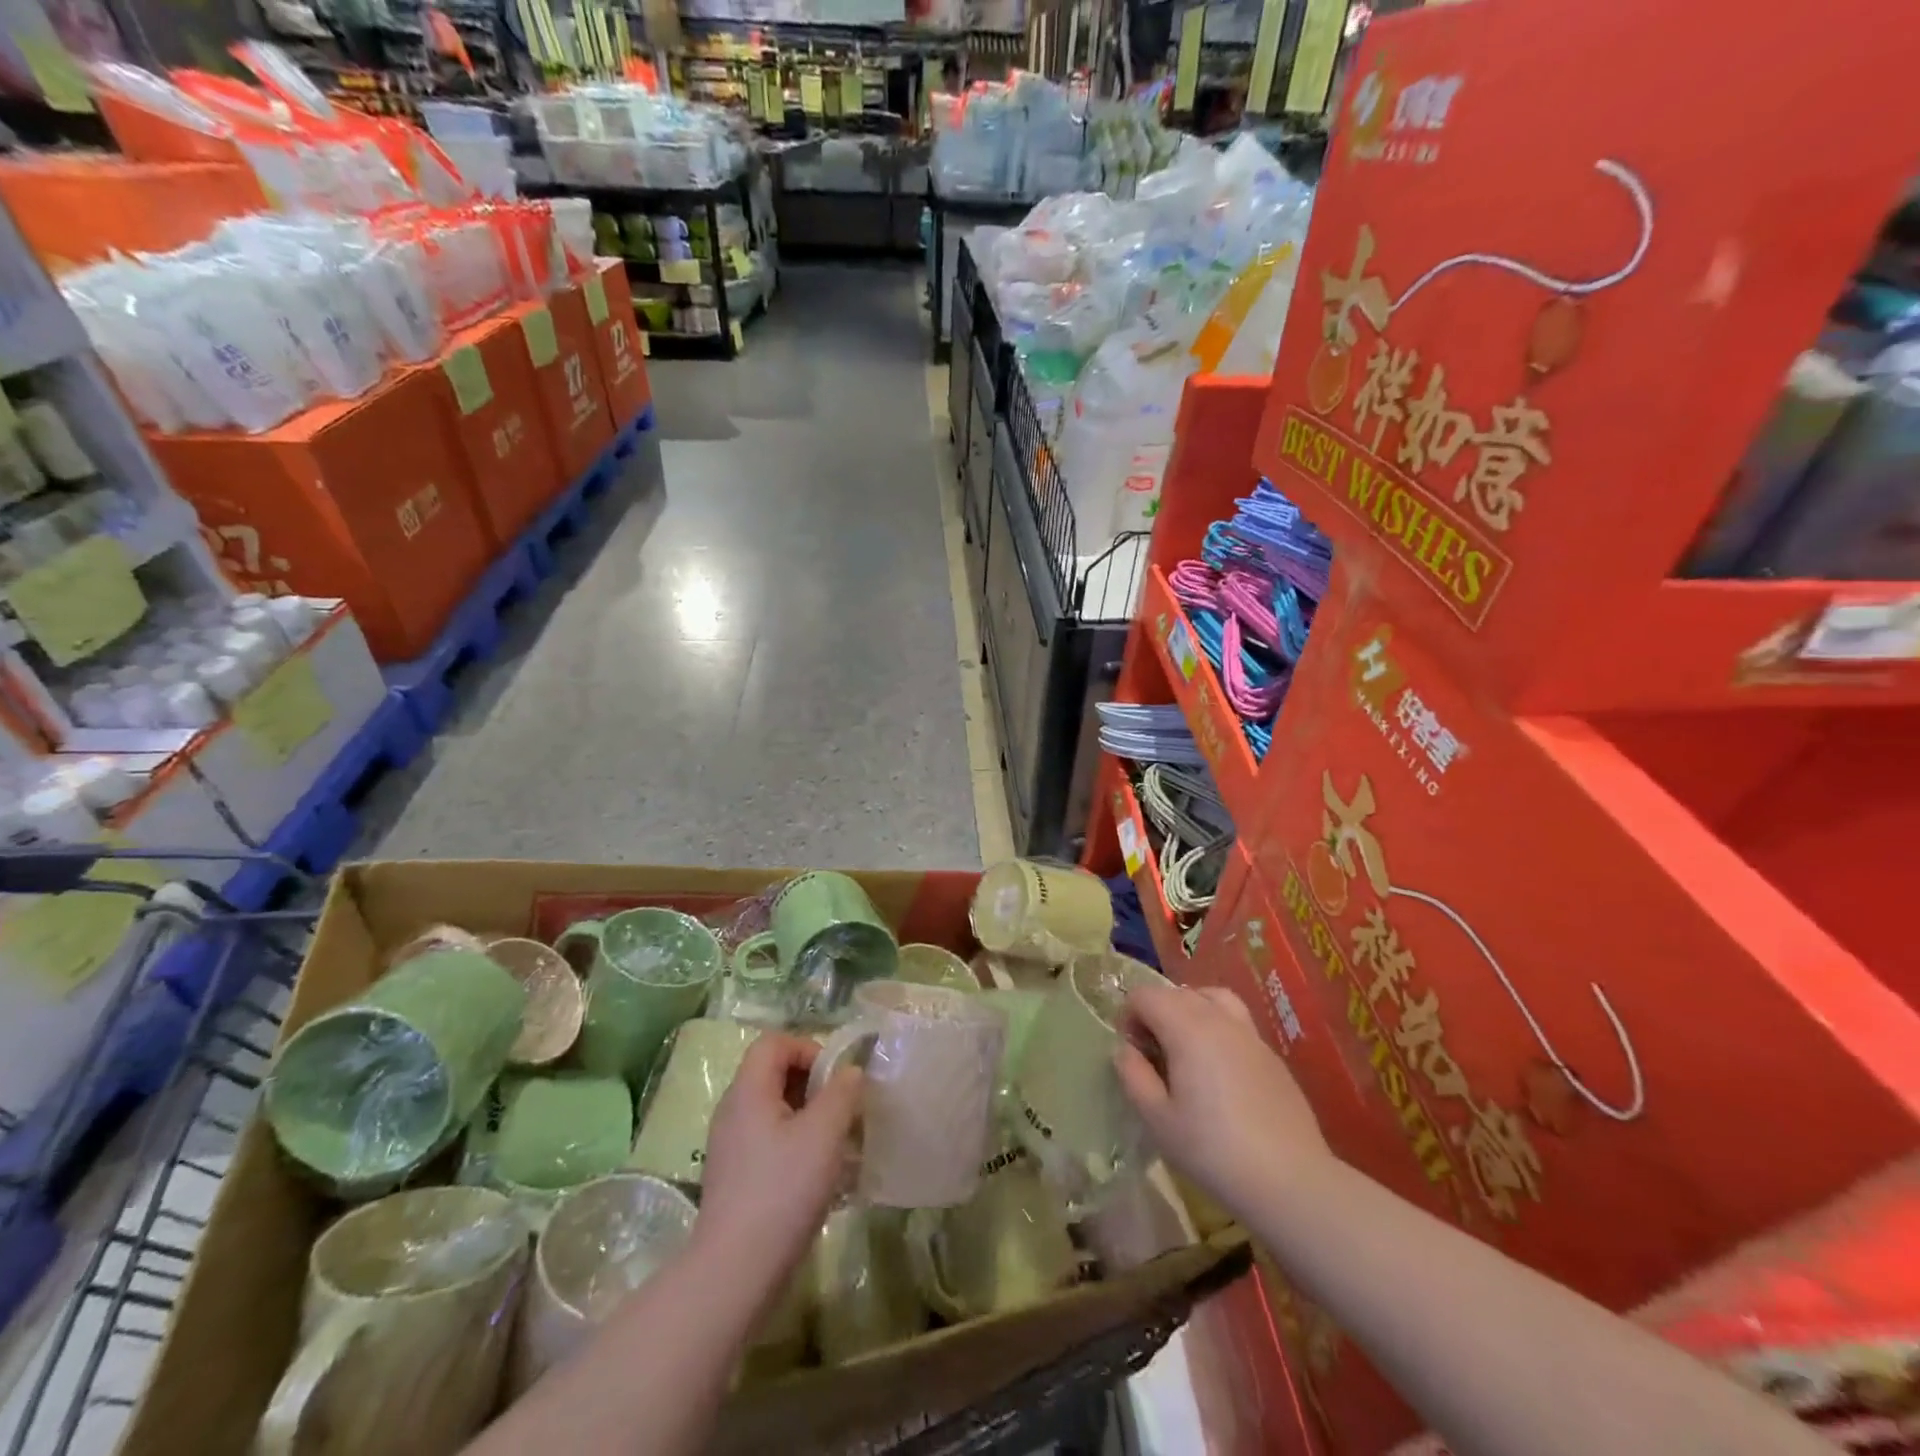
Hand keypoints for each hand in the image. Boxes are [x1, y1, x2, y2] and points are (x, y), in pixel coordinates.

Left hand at [694, 1033, 862, 1294]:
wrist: (734, 1273)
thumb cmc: (782, 1190)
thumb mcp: (824, 1133)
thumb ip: (842, 1093)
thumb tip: (850, 1072)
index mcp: (748, 1090)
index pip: (775, 1042)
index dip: (809, 1049)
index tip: (836, 1080)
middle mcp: (733, 1111)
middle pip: (774, 1073)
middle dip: (814, 1085)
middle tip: (843, 1111)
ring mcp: (731, 1146)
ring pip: (775, 1110)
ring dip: (810, 1117)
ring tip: (838, 1144)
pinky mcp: (736, 1178)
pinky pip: (770, 1142)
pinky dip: (797, 1145)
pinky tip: (819, 1176)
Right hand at [1114, 982, 1330, 1214]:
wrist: (1290, 1181)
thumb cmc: (1213, 1150)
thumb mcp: (1158, 1119)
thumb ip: (1134, 1075)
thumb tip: (1125, 1049)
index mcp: (1186, 1028)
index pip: (1145, 995)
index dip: (1128, 1015)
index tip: (1129, 1051)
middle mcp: (1219, 1019)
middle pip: (1177, 993)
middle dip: (1155, 1012)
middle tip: (1150, 1054)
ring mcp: (1250, 1034)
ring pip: (1211, 998)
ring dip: (1189, 1011)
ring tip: (1184, 1047)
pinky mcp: (1271, 1055)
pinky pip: (1235, 1023)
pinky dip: (1216, 1029)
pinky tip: (1218, 1072)